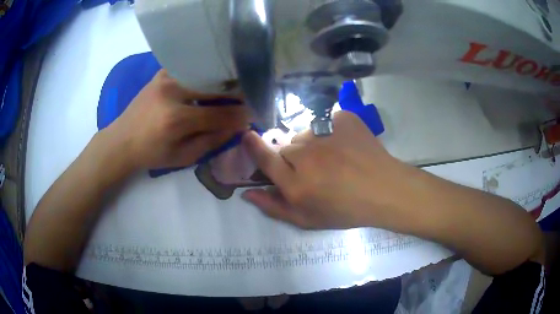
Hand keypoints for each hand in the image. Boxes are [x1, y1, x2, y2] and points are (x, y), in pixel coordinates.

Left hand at [104, 69, 248, 170]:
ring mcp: (166, 77)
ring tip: (231, 90)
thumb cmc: (151, 154)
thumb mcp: (183, 157)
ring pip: (204, 74)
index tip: (254, 115)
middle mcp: (172, 92)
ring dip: (221, 82)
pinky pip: (191, 70)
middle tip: (248, 99)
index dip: (240, 116)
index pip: (219, 114)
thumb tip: (238, 127)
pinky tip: (210, 82)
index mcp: (176, 119)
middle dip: (236, 94)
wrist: (121, 141)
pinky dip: (204, 75)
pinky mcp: (162, 73)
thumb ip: (212, 141)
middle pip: (215, 87)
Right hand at [241, 111, 410, 229]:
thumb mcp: (307, 219)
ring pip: (305, 134)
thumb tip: (247, 194)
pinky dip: (331, 132)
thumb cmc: (346, 210)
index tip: (247, 136)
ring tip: (334, 158)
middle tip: (314, 170)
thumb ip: (274, 207)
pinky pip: (325, 122)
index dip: (253, 147)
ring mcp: (324, 133)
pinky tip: (345, 146)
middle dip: (293, 158)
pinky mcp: (342, 119)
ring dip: (312, 145)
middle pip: (286, 147)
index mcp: (295, 183)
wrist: (385, 190)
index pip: (265, 159)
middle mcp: (305, 155)